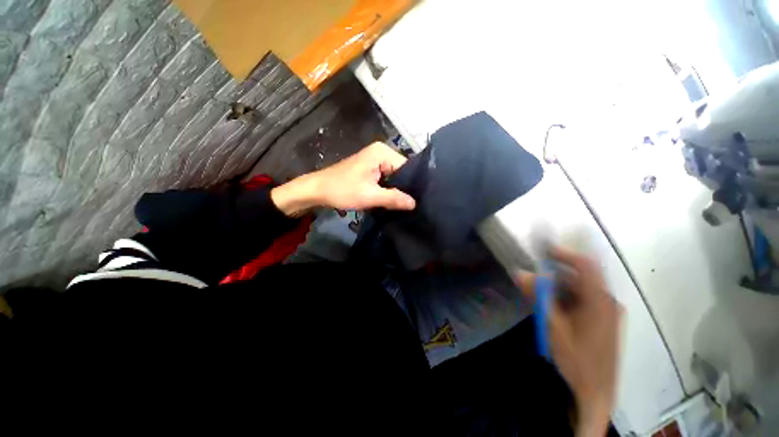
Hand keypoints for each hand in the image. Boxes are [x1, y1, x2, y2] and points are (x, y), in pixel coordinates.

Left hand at [271, 142, 415, 215]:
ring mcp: (375, 160)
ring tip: (403, 205)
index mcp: (382, 152)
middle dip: (404, 189)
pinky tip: (391, 201)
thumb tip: (415, 203)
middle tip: (411, 206)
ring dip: (396, 191)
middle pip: (401, 172)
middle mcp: (381, 152)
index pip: (407, 168)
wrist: (317, 190)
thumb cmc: (342, 190)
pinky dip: (387, 190)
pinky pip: (385, 179)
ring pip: (394, 177)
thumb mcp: (370, 196)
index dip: (412, 185)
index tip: (418, 201)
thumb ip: (394, 198)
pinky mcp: (370, 169)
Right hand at [516, 248, 622, 436]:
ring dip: (558, 287)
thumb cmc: (576, 360)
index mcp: (601, 301)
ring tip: (538, 296)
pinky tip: (553, 309)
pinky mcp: (603, 321)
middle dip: (555, 274)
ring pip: (580, 290)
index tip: (542, 250)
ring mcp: (608, 313)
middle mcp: (608, 302)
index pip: (586, 266)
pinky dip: (565, 298)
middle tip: (532, 279)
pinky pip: (583, 301)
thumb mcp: (553, 327)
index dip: (564, 253)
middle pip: (580, 278)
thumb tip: (519, 272)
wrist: (595, 393)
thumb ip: (538, 297)